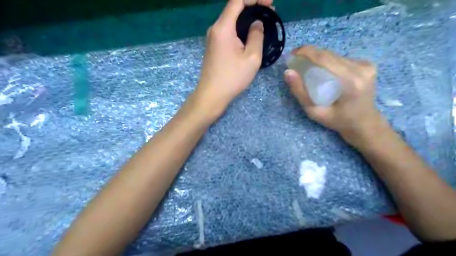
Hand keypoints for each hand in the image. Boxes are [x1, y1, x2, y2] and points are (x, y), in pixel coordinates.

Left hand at [193, 0, 271, 119]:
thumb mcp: (252, 58)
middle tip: (270, 13)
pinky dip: (240, 28)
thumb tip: (256, 23)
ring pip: (231, 20)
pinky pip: (227, 31)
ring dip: (247, 18)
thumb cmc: (232, 78)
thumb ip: (256, 36)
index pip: (237, 0)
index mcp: (223, 27)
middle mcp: (215, 28)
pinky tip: (249, 36)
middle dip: (253, 6)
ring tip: (263, 24)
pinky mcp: (213, 46)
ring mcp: (212, 38)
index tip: (270, 3)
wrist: (212, 94)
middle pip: (233, 8)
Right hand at [284, 46, 383, 145]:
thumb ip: (300, 92)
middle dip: (310, 54)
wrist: (364, 122)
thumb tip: (288, 72)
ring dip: (319, 58)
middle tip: (296, 60)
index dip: (306, 52)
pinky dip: (329, 62)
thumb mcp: (314, 111)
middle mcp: (361, 69)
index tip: (292, 53)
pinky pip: (341, 59)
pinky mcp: (367, 64)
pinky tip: (324, 71)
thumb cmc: (338, 121)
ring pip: (335, 55)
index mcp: (350, 82)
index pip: (324, 59)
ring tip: (308, 66)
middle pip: (329, 55)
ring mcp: (366, 65)